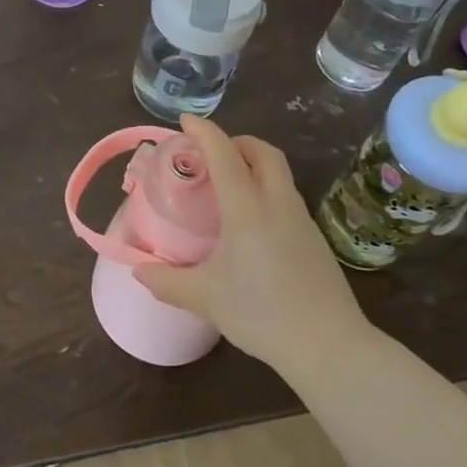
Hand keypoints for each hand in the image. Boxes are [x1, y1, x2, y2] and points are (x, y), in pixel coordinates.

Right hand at [134, 115, 368, 369]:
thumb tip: (138, 269)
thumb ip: (167, 281)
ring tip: (228, 186)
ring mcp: (301, 220)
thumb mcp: (205, 298)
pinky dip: (266, 190)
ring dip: (254, 165)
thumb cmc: (261, 314)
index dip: (204, 132)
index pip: (224, 154)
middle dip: (237, 142)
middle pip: (263, 153)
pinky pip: (286, 198)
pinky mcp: (314, 239)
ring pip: (279, 174)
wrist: (328, 346)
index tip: (185, 121)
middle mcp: (278, 203)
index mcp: (247, 208)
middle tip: (212, 153)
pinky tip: (252, 223)